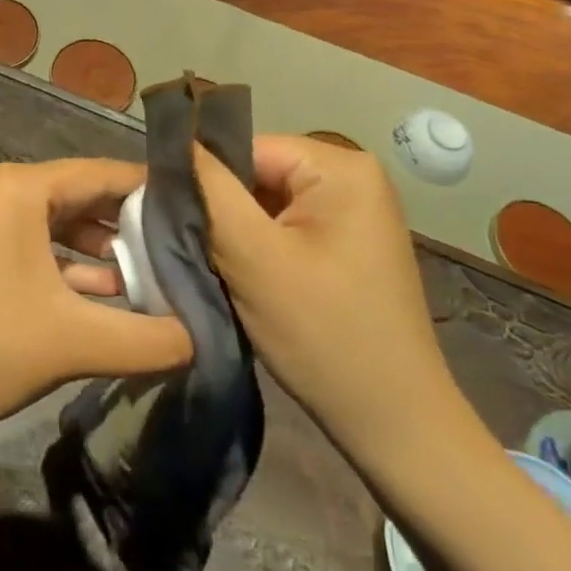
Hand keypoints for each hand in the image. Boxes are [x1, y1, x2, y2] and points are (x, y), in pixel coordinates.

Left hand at [0, 159, 193, 426]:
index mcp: (20, 188)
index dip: (148, 190)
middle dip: (126, 222)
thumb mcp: (74, 342)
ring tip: (147, 274)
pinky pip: (32, 240)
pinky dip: (66, 261)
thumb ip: (147, 339)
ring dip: (98, 247)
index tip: (192, 209)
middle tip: (176, 244)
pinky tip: (103, 292)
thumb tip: (201, 338)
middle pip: (79, 194)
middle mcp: (0, 188)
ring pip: (56, 219)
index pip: (100, 173)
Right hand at [195, 135, 460, 454]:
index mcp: (341, 167)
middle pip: (258, 173)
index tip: (173, 218)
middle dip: (224, 209)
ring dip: (239, 232)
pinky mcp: (351, 244)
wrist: (397, 427)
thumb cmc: (324, 334)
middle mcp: (355, 176)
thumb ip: (210, 191)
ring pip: (268, 202)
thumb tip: (175, 143)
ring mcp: (356, 212)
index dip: (206, 180)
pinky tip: (248, 279)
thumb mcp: (253, 256)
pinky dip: (261, 248)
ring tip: (218, 266)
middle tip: (195, 248)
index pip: (247, 148)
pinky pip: (288, 226)